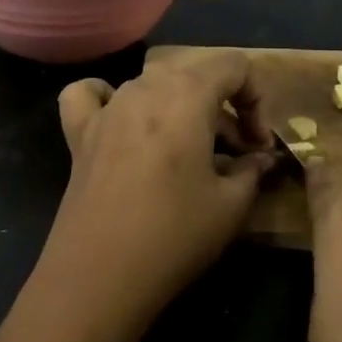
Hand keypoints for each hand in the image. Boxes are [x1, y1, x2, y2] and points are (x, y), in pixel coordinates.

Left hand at [45, 50, 275, 325]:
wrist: (98, 276)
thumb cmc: (173, 234)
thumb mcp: (231, 206)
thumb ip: (252, 170)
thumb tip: (261, 158)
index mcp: (188, 93)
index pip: (235, 66)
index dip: (256, 100)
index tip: (258, 146)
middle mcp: (146, 86)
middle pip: (195, 73)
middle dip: (222, 106)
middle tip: (234, 152)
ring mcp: (109, 106)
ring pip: (153, 83)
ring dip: (180, 106)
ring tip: (190, 151)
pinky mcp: (80, 132)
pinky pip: (92, 95)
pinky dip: (108, 98)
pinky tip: (120, 120)